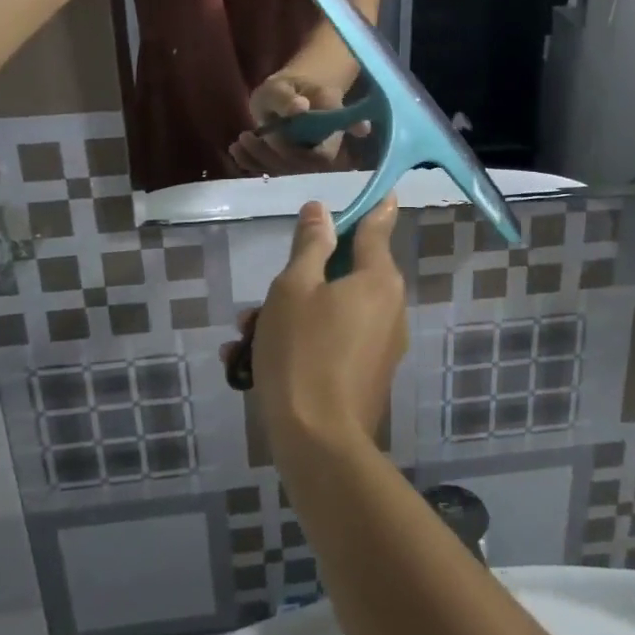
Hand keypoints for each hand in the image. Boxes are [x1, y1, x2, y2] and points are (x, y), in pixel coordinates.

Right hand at [225, 199, 405, 452]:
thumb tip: (322, 210)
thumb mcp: (294, 288)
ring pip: (334, 310)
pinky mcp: (369, 375)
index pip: (378, 227)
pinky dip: (304, 341)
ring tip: (244, 337)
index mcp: (377, 279)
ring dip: (292, 314)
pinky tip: (254, 363)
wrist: (319, 443)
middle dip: (302, 277)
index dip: (375, 206)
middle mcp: (389, 307)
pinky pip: (335, 341)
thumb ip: (310, 245)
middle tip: (261, 298)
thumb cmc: (302, 352)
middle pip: (347, 273)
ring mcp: (382, 345)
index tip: (385, 190)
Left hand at [228, 74, 365, 175]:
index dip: (299, 152)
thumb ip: (288, 98)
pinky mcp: (287, 163)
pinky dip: (251, 163)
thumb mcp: (281, 86)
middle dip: (272, 155)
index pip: (323, 154)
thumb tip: (300, 107)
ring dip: (259, 159)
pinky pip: (272, 170)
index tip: (273, 136)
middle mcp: (322, 148)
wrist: (286, 95)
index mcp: (331, 127)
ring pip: (285, 170)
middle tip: (247, 136)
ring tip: (239, 141)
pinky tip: (236, 150)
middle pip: (301, 165)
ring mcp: (305, 157)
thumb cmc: (286, 88)